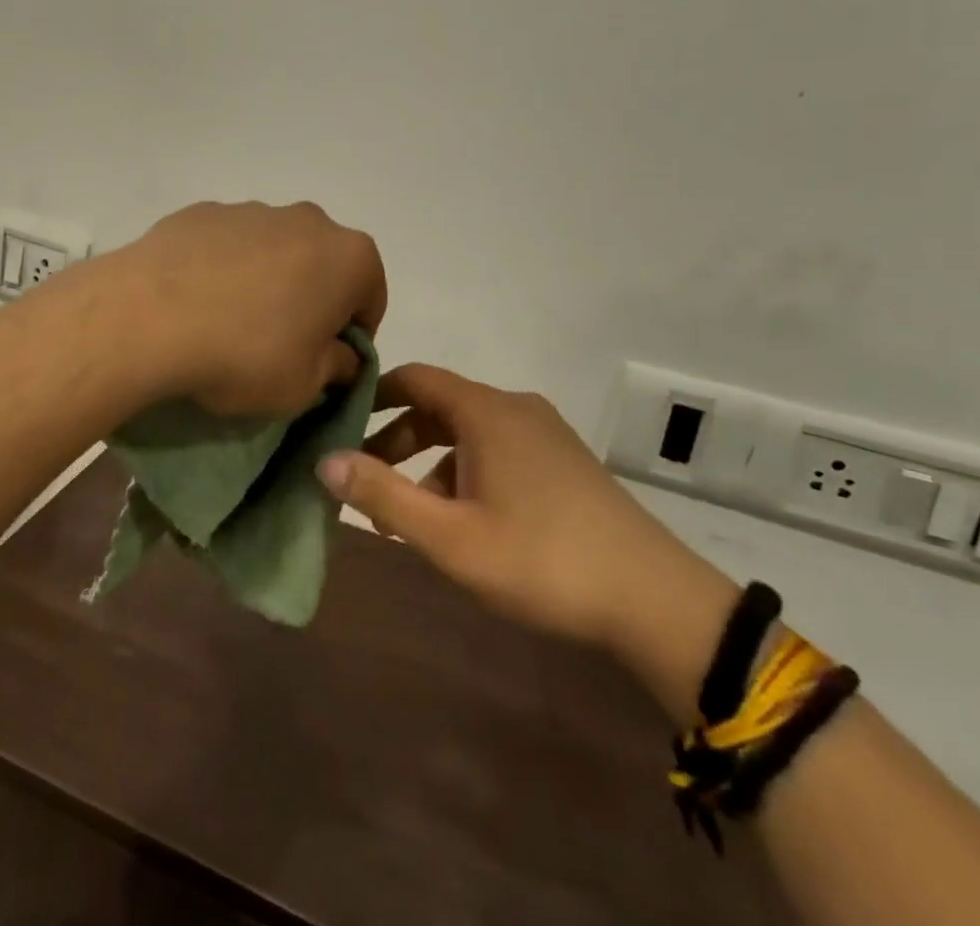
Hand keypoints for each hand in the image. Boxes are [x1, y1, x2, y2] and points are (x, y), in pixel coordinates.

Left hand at [108, 201, 387, 418]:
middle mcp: (308, 220)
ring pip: (275, 252)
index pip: (370, 299)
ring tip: (229, 325)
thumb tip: (339, 356)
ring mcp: (251, 209)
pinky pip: (228, 245)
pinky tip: (196, 304)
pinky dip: (224, 269)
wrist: (148, 317)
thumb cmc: (245, 355)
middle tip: (280, 345)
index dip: (352, 336)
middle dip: (311, 302)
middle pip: (323, 267)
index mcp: (349, 256)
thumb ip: (336, 368)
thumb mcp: (304, 386)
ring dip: (267, 282)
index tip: (324, 363)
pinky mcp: (203, 212)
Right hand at [319, 365, 736, 709]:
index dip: (373, 394)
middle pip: (439, 406)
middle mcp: (515, 408)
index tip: (340, 421)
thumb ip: (382, 496)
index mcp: (485, 411)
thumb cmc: (541, 560)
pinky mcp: (564, 461)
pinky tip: (464, 521)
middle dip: (397, 439)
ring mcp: (545, 433)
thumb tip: (324, 460)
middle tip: (365, 480)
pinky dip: (466, 471)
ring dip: (431, 463)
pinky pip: (498, 449)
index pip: (415, 377)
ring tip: (410, 515)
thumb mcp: (449, 536)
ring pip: (469, 432)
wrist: (655, 600)